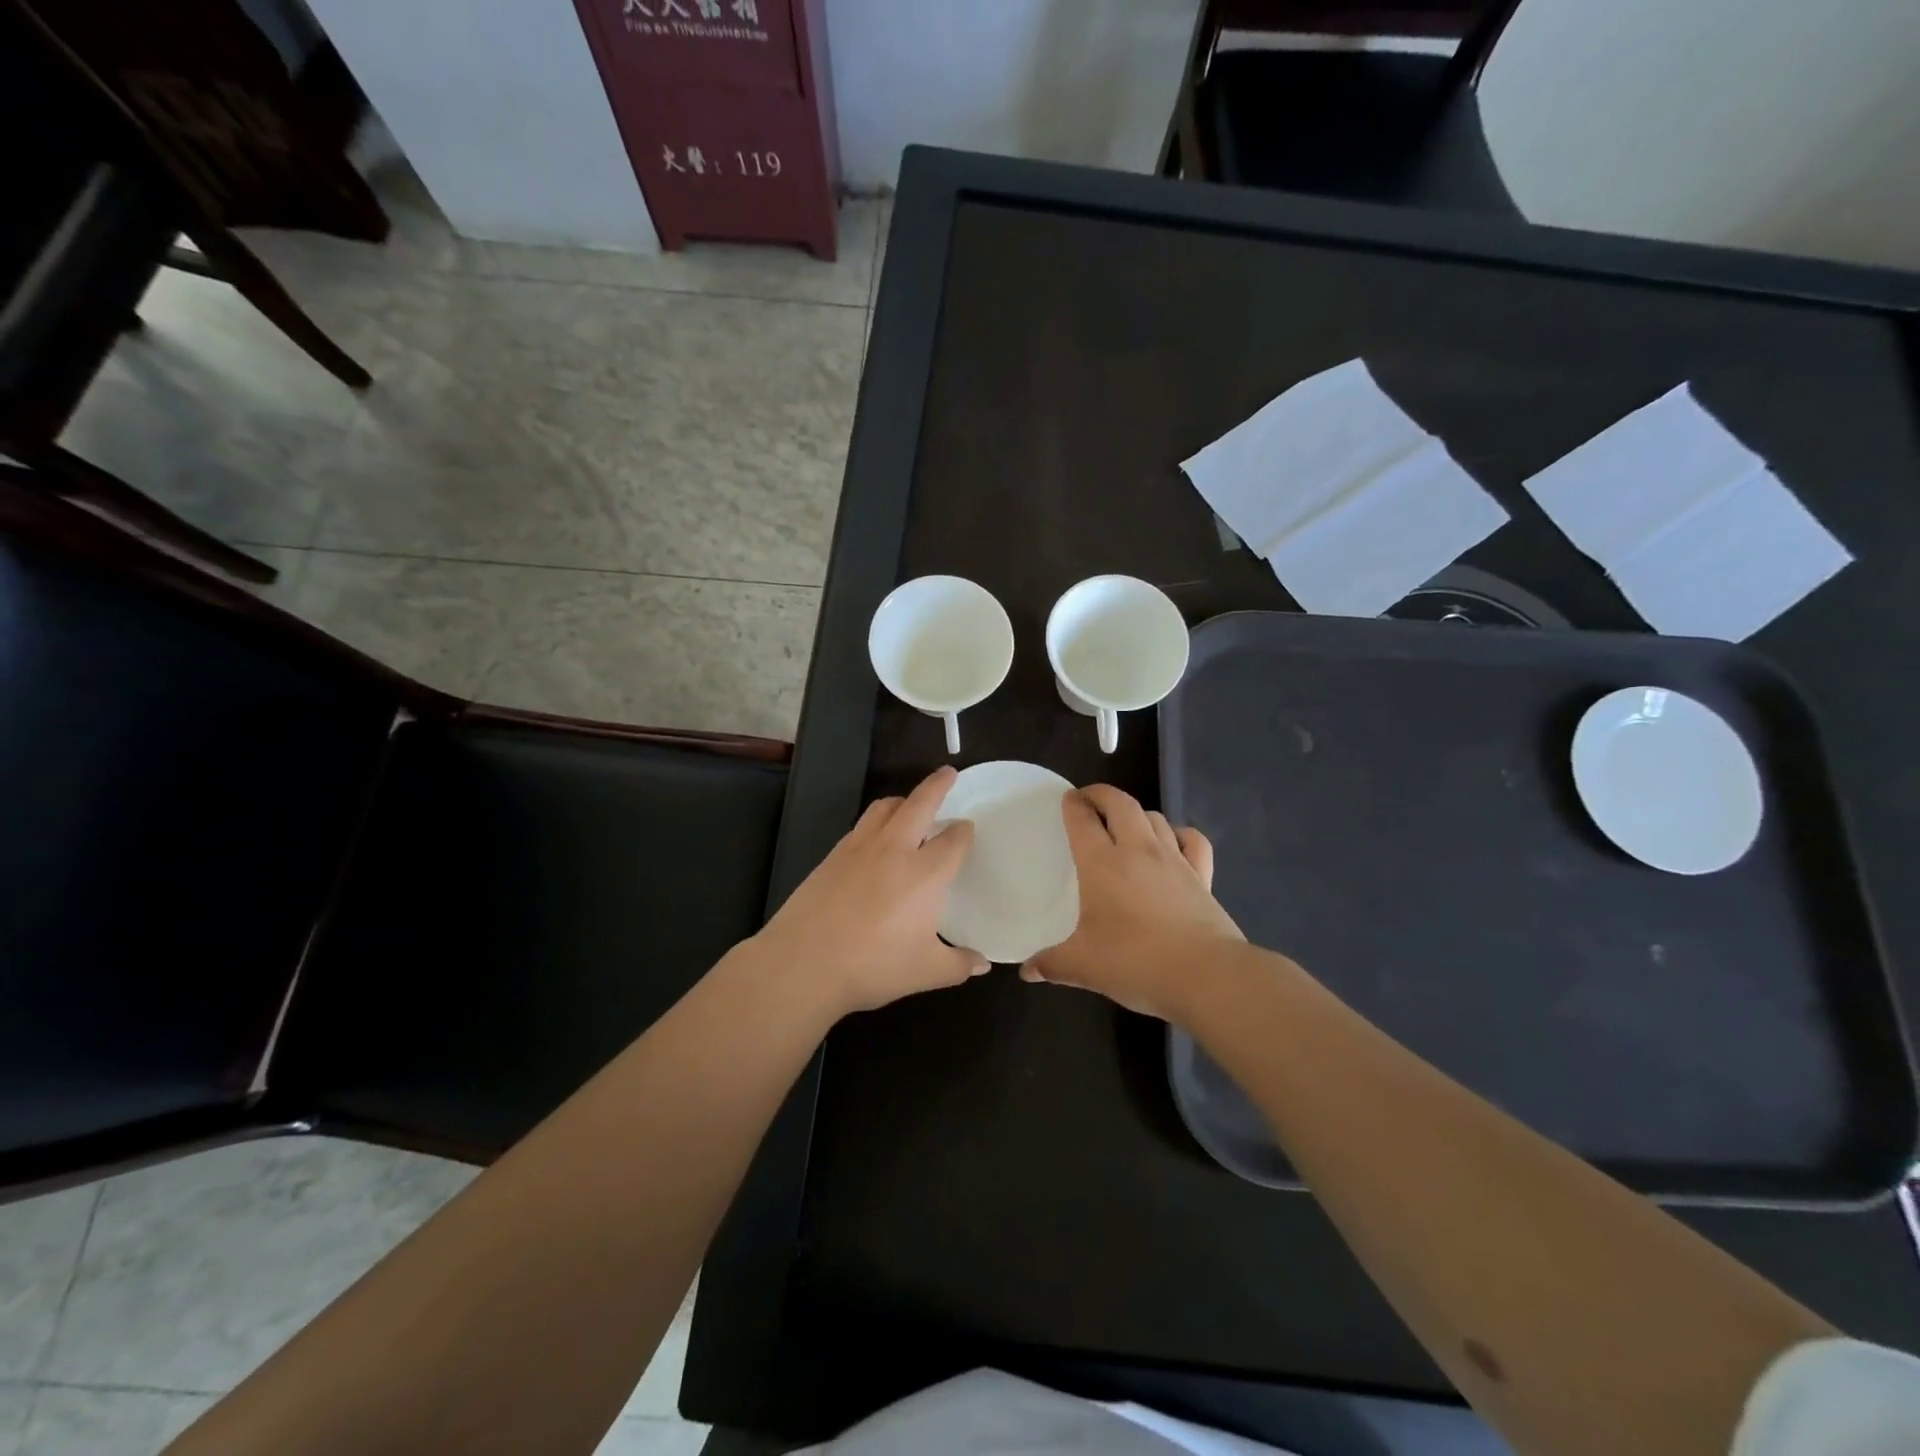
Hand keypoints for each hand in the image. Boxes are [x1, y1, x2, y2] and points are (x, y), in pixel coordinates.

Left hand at [751, 766, 986, 1015]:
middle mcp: (895, 849)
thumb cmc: (873, 966)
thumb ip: (958, 964)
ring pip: (885, 807)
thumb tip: (983, 964)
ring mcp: (860, 847)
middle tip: (948, 773)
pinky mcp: (833, 855)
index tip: (967, 829)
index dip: (964, 832)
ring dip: (904, 799)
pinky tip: (876, 839)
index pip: (953, 839)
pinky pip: (862, 825)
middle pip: (920, 803)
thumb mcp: (926, 972)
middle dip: (938, 785)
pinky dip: (877, 820)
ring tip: (910, 804)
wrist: (804, 962)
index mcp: (926, 872)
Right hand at [1021, 784, 1241, 1019]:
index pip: (1083, 819)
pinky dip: (1179, 833)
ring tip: (1124, 823)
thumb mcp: (1083, 966)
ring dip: (1136, 813)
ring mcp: (1174, 859)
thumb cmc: (1135, 962)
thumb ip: (1051, 964)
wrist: (1206, 975)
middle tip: (1089, 800)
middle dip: (1102, 795)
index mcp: (1102, 863)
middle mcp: (1138, 850)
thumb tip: (1027, 971)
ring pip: (1154, 817)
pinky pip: (1191, 840)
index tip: (1067, 799)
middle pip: (1120, 804)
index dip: (1073, 804)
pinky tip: (1172, 843)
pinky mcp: (1202, 875)